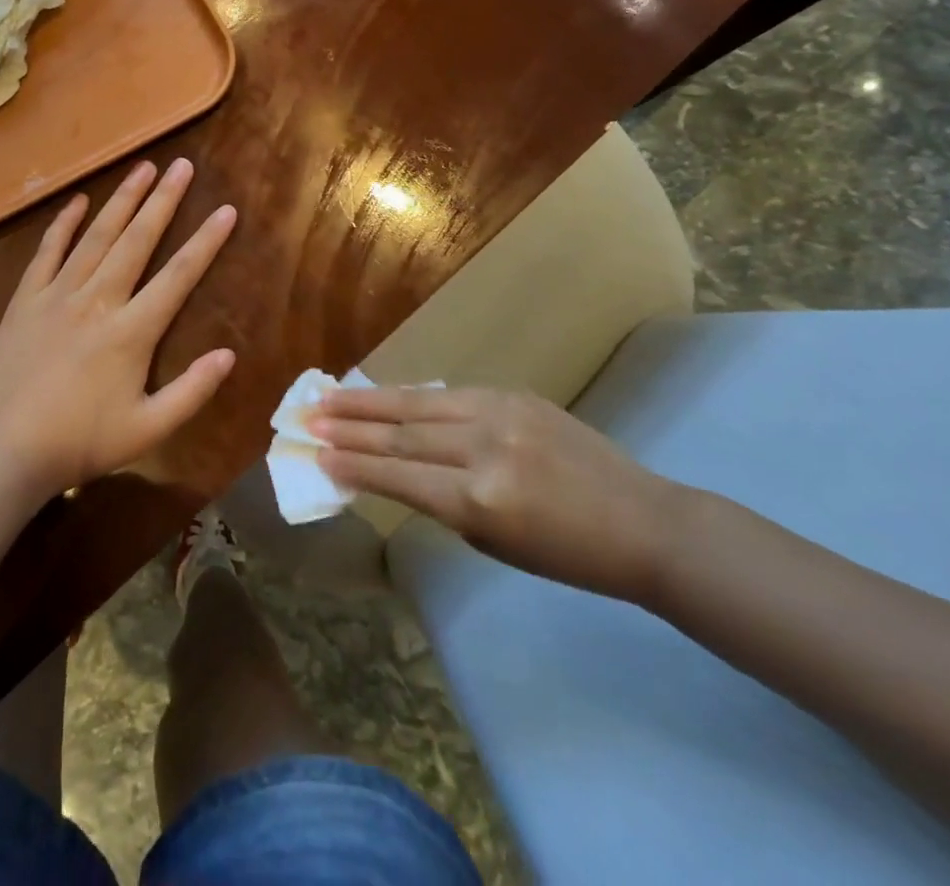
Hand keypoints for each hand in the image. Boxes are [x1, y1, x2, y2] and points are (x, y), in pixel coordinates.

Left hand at [0, 158, 237, 504]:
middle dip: (164, 201)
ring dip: (122, 200)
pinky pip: (48, 251)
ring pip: (96, 236)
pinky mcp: (27, 298)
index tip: (226, 209)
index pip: (179, 275)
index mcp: (132, 331)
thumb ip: (192, 391)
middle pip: (138, 240)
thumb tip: (229, 354)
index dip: (206, 241)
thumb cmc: (81, 442)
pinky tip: (79, 200)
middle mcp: (99, 300)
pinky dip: (64, 223)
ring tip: (143, 168)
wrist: (4, 449)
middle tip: (182, 166)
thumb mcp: (148, 429)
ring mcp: (58, 294)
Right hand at [311, 386, 687, 603]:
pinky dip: (410, 396)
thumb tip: (395, 467)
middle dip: (349, 425)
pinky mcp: (514, 395)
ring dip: (369, 400)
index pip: (399, 475)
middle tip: (307, 417)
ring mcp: (500, 413)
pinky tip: (384, 395)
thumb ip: (442, 502)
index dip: (354, 464)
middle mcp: (484, 448)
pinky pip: (449, 394)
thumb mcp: (494, 543)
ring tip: (328, 396)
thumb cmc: (568, 555)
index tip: (317, 454)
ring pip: (418, 402)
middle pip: (401, 432)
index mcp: (480, 500)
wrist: (642, 522)